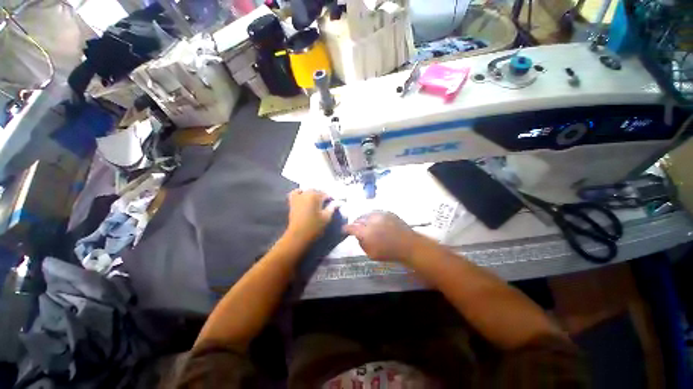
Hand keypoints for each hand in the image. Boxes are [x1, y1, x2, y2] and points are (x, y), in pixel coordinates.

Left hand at [286, 189, 336, 241]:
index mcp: (315, 196)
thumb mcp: (326, 218)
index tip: (333, 202)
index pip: (325, 194)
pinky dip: (300, 193)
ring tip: (316, 201)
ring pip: (307, 191)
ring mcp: (298, 197)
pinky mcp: (292, 202)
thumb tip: (336, 203)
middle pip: (316, 191)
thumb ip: (332, 208)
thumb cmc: (314, 227)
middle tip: (326, 203)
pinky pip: (296, 192)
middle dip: (322, 196)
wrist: (298, 235)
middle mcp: (306, 194)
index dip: (330, 198)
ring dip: (312, 194)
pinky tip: (303, 197)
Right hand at [343, 211, 421, 263]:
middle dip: (355, 223)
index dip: (346, 229)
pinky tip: (375, 221)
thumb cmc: (389, 252)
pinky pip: (376, 212)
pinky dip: (373, 216)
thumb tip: (358, 236)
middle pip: (358, 219)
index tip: (344, 230)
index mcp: (365, 232)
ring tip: (365, 224)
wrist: (408, 245)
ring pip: (367, 214)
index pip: (351, 227)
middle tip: (356, 228)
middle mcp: (371, 220)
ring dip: (364, 219)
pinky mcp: (387, 212)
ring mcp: (380, 214)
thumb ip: (362, 243)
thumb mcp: (371, 254)